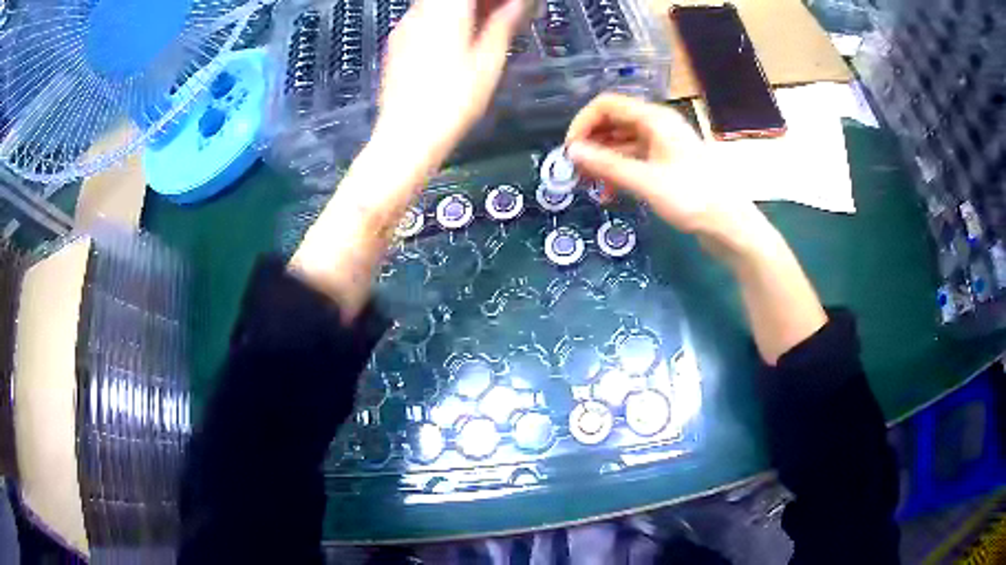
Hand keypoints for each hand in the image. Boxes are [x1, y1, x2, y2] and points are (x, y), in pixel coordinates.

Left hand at [374, 0, 525, 170]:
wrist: (406, 136)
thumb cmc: (448, 103)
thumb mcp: (489, 61)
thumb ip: (504, 23)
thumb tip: (517, 5)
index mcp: (446, 10)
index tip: (512, 5)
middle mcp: (420, 12)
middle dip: (483, 3)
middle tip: (504, 14)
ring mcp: (405, 28)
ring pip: (439, 5)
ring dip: (466, 10)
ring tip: (487, 28)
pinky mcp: (397, 45)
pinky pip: (425, 19)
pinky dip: (446, 21)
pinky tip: (460, 42)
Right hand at [565, 93, 772, 261]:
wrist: (730, 225)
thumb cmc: (692, 198)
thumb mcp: (646, 182)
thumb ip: (608, 165)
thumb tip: (572, 151)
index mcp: (655, 119)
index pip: (607, 105)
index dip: (583, 123)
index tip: (570, 151)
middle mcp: (658, 125)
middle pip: (613, 122)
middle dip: (591, 144)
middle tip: (577, 172)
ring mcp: (664, 145)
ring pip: (623, 143)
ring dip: (603, 161)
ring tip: (590, 186)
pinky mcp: (668, 164)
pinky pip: (635, 159)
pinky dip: (620, 172)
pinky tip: (611, 194)